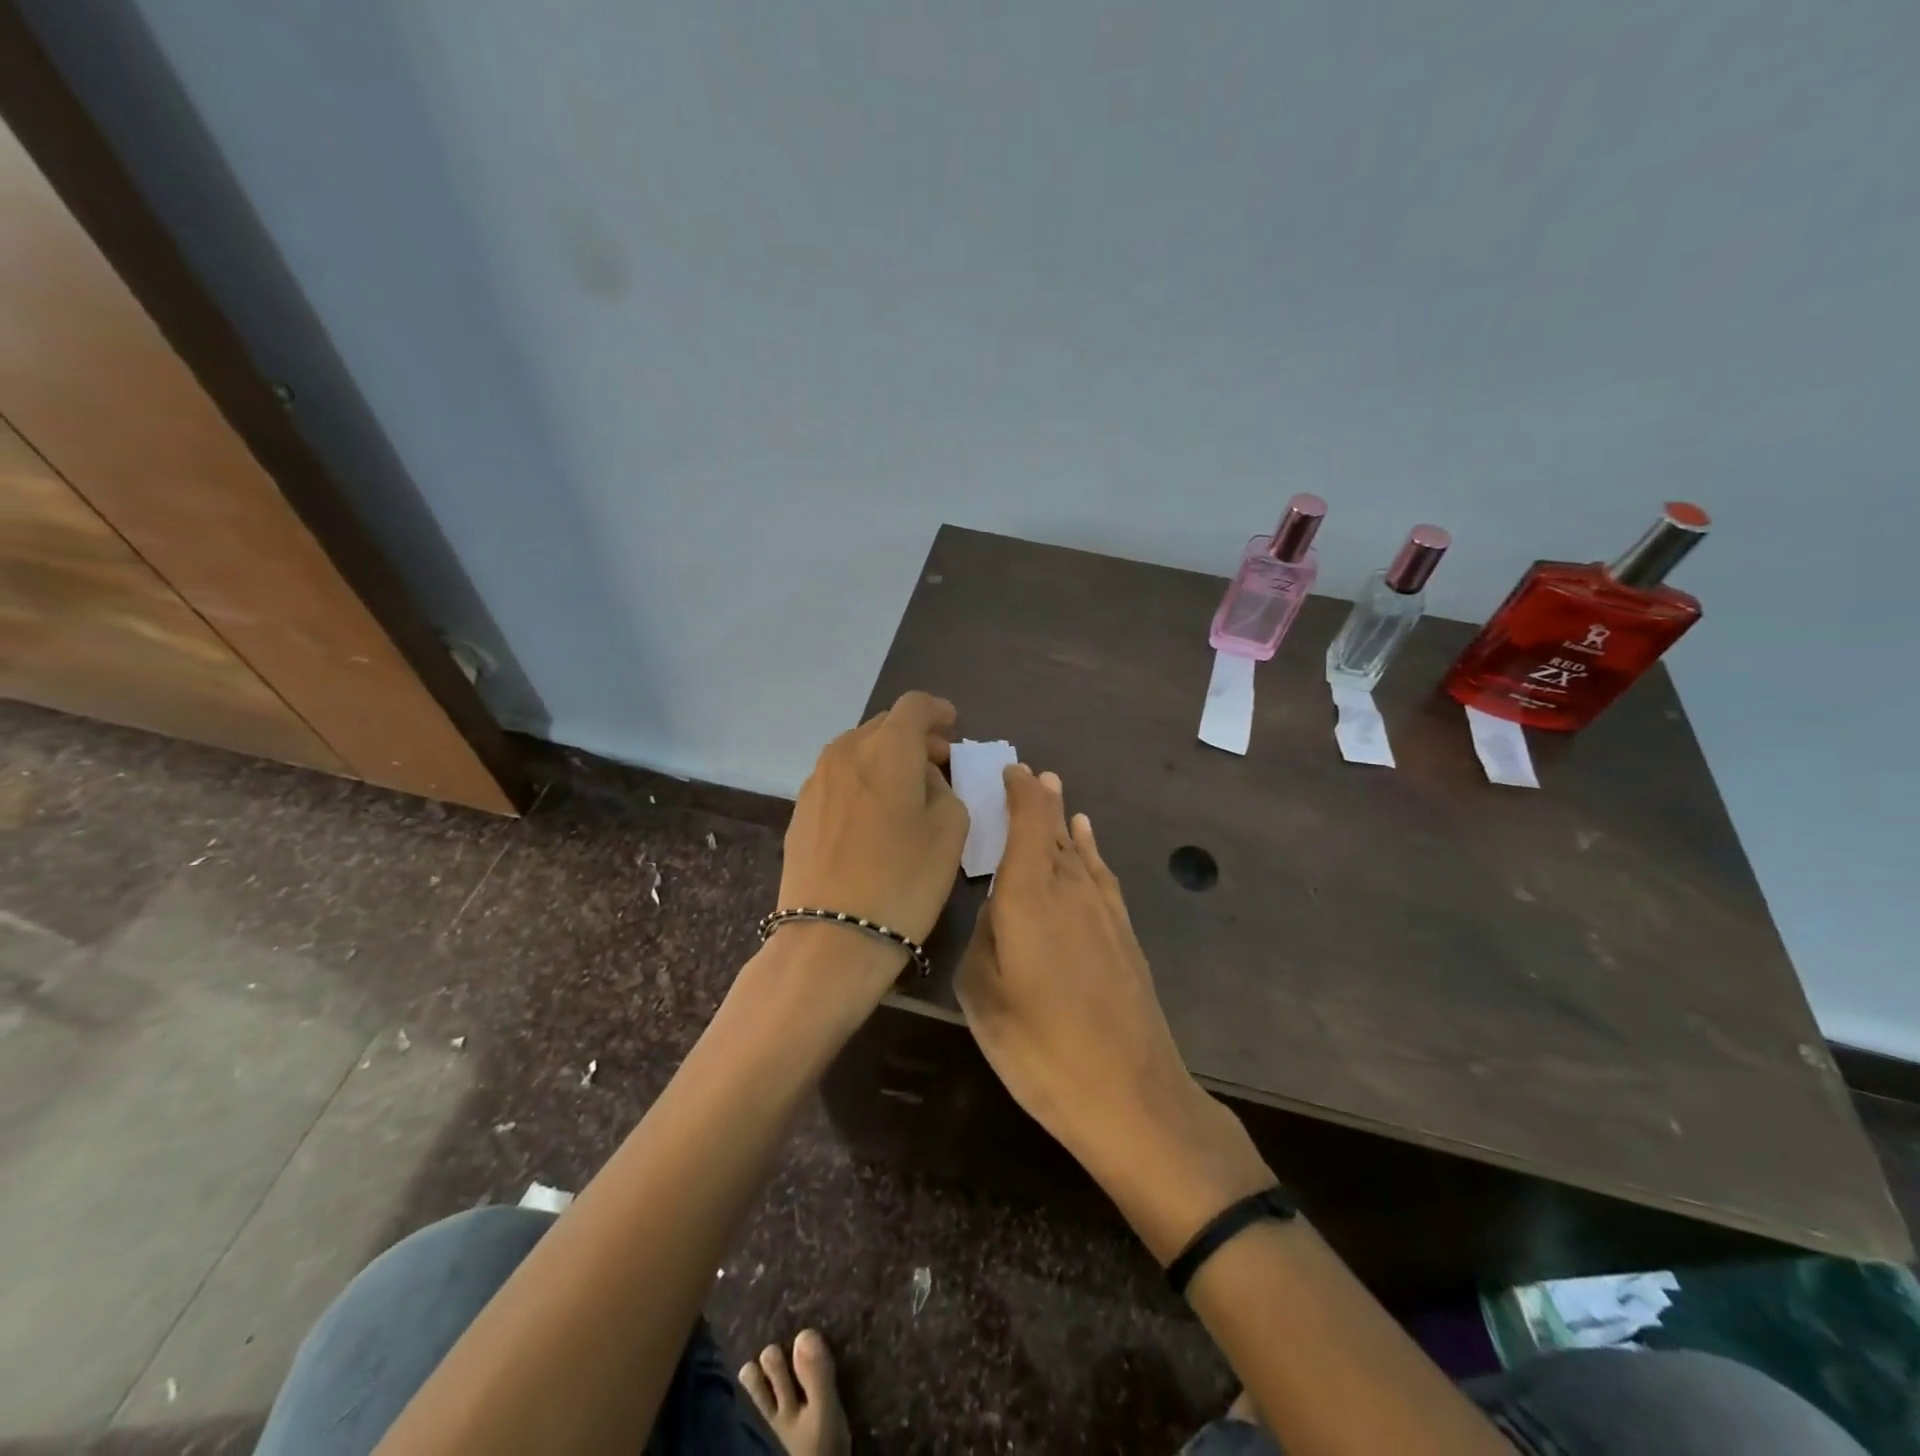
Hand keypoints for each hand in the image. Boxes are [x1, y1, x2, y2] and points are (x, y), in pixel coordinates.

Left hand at [777, 691, 969, 981]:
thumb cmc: (904, 879)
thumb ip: (943, 788)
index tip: (954, 727)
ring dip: (886, 758)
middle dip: (915, 736)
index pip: (915, 705)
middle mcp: (846, 751)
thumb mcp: (950, 829)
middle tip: (938, 764)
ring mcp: (817, 779)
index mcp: (887, 748)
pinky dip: (863, 780)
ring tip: (906, 790)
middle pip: (884, 724)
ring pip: (858, 750)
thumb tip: (922, 777)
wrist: (831, 937)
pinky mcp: (800, 809)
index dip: (938, 710)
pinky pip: (839, 777)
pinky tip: (874, 815)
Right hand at [956, 765, 1271, 1259]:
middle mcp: (1069, 887)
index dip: (1018, 792)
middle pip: (1053, 829)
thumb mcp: (983, 995)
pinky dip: (1090, 849)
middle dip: (1040, 799)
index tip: (1009, 770)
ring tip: (1055, 792)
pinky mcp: (1124, 933)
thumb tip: (996, 908)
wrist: (1130, 1094)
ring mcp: (1103, 909)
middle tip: (1028, 773)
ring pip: (1078, 848)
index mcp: (1029, 895)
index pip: (1026, 822)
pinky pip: (1101, 873)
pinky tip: (1086, 840)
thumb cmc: (1040, 1047)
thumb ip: (984, 937)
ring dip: (1064, 819)